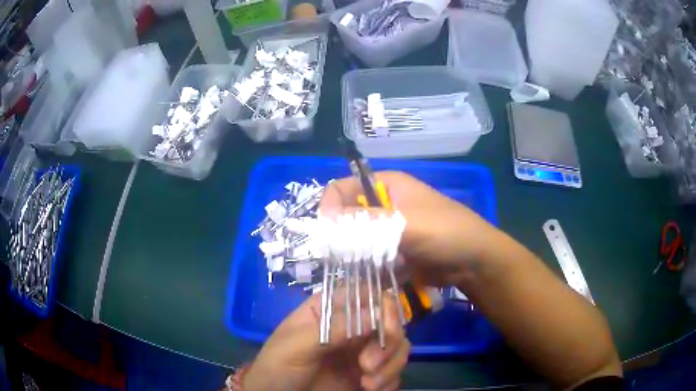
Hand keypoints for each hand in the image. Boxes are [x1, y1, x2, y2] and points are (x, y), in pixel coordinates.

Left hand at [243, 290, 409, 390]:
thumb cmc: (277, 367)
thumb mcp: (295, 346)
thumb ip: (331, 330)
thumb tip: (374, 315)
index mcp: (330, 311)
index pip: (365, 294)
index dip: (382, 304)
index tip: (386, 326)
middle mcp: (352, 327)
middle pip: (390, 320)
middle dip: (387, 342)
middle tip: (368, 365)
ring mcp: (363, 351)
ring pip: (398, 345)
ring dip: (390, 365)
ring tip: (368, 384)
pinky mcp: (371, 374)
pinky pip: (395, 371)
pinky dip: (390, 380)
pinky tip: (371, 390)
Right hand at [319, 171, 497, 286]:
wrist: (473, 262)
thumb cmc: (444, 233)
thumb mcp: (405, 223)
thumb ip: (365, 222)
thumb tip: (324, 221)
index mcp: (387, 185)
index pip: (344, 187)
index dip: (331, 205)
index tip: (328, 232)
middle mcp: (385, 204)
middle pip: (348, 213)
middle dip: (339, 233)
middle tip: (337, 255)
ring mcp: (389, 230)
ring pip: (356, 237)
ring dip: (350, 251)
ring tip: (349, 268)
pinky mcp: (393, 251)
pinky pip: (368, 255)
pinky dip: (362, 264)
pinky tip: (361, 275)